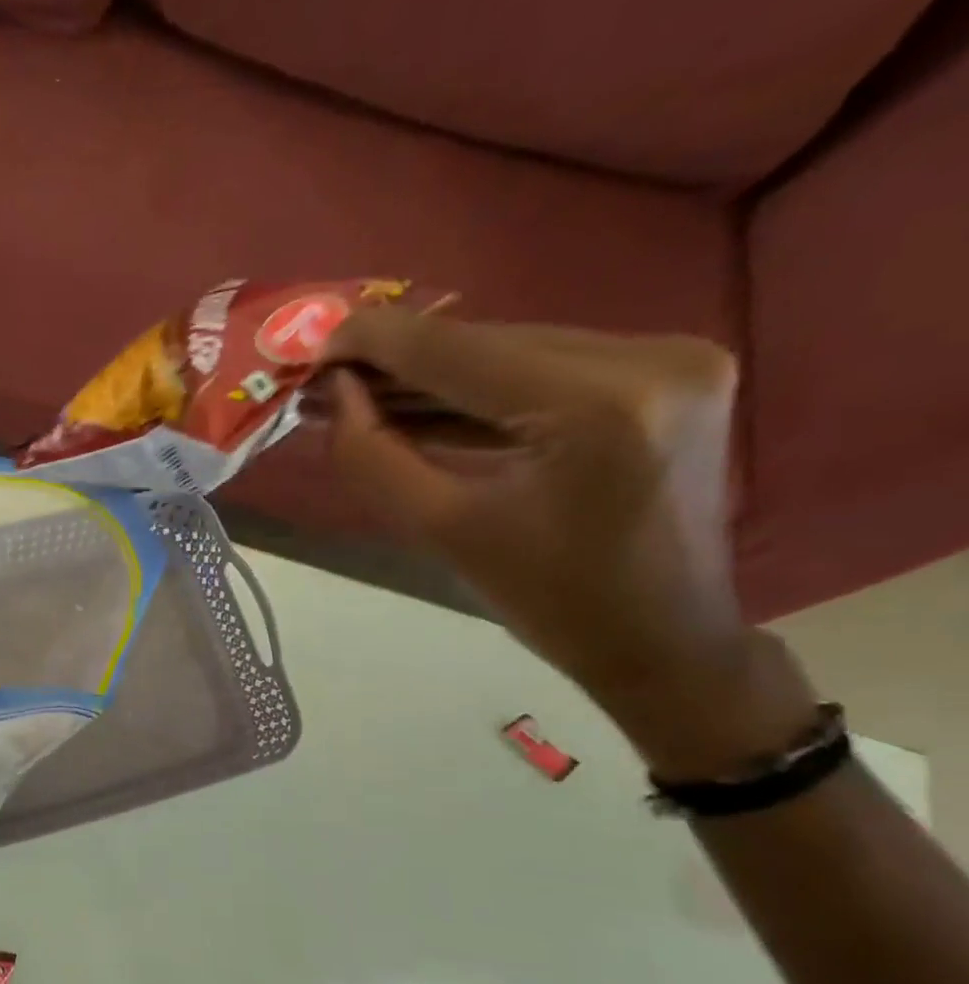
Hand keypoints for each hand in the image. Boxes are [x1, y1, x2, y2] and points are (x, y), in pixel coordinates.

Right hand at [317, 313, 814, 773]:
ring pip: (513, 352)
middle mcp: (649, 357)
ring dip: (434, 375)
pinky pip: (547, 369)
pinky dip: (482, 389)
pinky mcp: (668, 373)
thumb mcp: (442, 532)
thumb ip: (374, 457)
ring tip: (361, 394)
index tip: (313, 348)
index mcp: (598, 405)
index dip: (376, 342)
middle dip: (400, 361)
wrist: (662, 640)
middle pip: (487, 344)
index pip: (458, 350)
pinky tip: (421, 403)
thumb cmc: (549, 602)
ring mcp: (670, 358)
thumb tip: (335, 393)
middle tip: (329, 381)